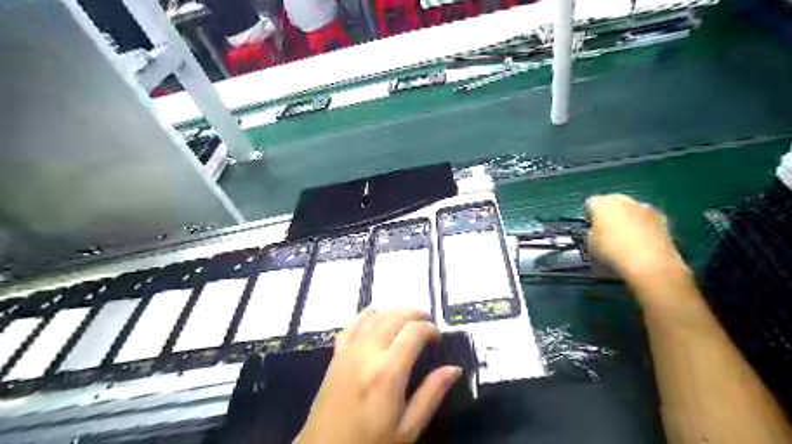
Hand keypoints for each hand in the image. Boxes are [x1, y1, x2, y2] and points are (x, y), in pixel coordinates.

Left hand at [294, 309, 461, 443]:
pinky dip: (367, 315)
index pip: (414, 332)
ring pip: (374, 316)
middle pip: (394, 317)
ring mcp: (349, 351)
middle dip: (414, 313)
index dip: (430, 329)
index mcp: (388, 372)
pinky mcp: (336, 355)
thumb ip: (431, 394)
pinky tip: (376, 317)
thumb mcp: (407, 429)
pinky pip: (352, 324)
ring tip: (407, 319)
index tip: (438, 338)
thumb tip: (454, 369)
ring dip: (393, 311)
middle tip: (427, 322)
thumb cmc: (370, 443)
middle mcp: (367, 353)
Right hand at [584, 196, 691, 286]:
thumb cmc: (612, 253)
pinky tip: (641, 242)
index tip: (590, 228)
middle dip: (608, 212)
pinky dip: (642, 226)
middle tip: (606, 231)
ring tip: (626, 238)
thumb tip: (597, 231)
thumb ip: (592, 232)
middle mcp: (624, 200)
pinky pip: (646, 218)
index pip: (590, 203)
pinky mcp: (663, 219)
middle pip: (612, 201)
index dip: (589, 216)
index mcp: (602, 204)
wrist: (651, 265)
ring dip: (627, 218)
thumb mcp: (589, 245)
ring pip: (631, 208)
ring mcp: (645, 208)